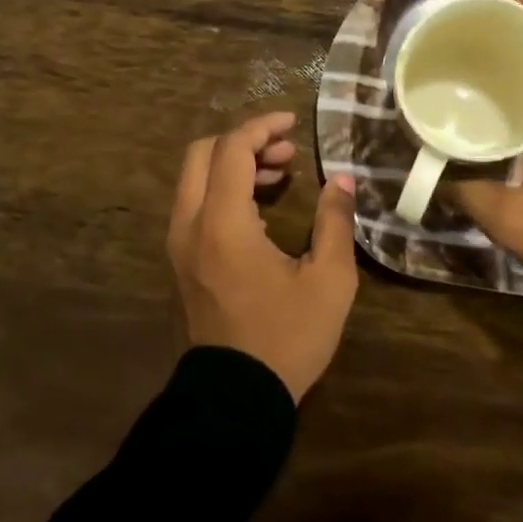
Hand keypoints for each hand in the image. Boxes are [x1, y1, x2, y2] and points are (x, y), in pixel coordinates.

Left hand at [167, 110, 359, 402]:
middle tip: (287, 152)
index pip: (232, 149)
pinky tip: (260, 205)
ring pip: (195, 178)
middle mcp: (190, 225)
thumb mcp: (329, 280)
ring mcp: (179, 244)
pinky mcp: (181, 261)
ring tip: (280, 174)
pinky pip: (195, 204)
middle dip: (245, 141)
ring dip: (234, 164)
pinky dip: (223, 189)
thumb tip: (342, 180)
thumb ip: (334, 222)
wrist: (237, 398)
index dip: (262, 127)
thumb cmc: (287, 337)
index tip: (293, 123)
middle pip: (202, 154)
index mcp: (223, 223)